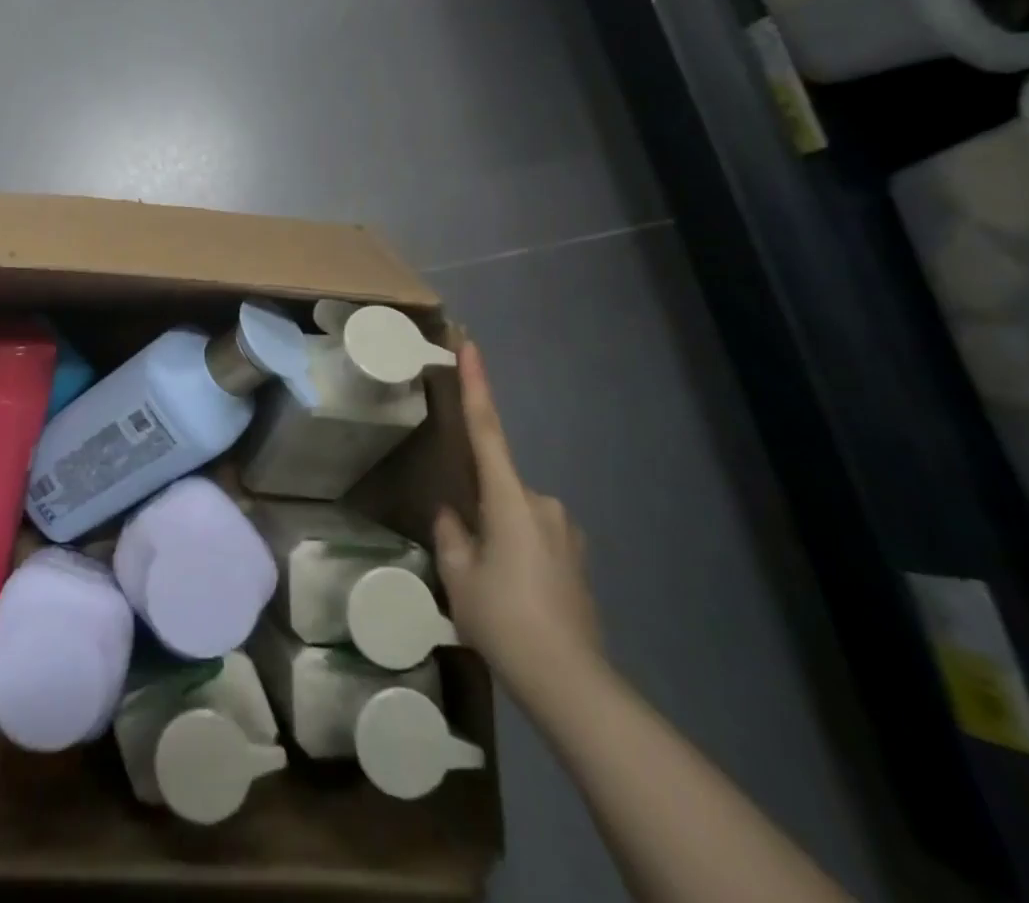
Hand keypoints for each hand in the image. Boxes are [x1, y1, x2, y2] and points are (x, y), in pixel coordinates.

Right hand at [433, 339, 601, 699]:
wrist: (570, 683)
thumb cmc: (505, 619)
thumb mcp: (460, 576)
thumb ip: (451, 534)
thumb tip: (451, 515)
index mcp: (510, 498)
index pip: (487, 429)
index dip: (476, 385)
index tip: (471, 345)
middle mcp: (543, 504)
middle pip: (498, 488)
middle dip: (479, 510)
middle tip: (468, 558)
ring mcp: (566, 532)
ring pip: (516, 516)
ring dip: (499, 536)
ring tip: (490, 588)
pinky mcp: (577, 559)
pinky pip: (536, 538)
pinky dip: (518, 554)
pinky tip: (514, 596)